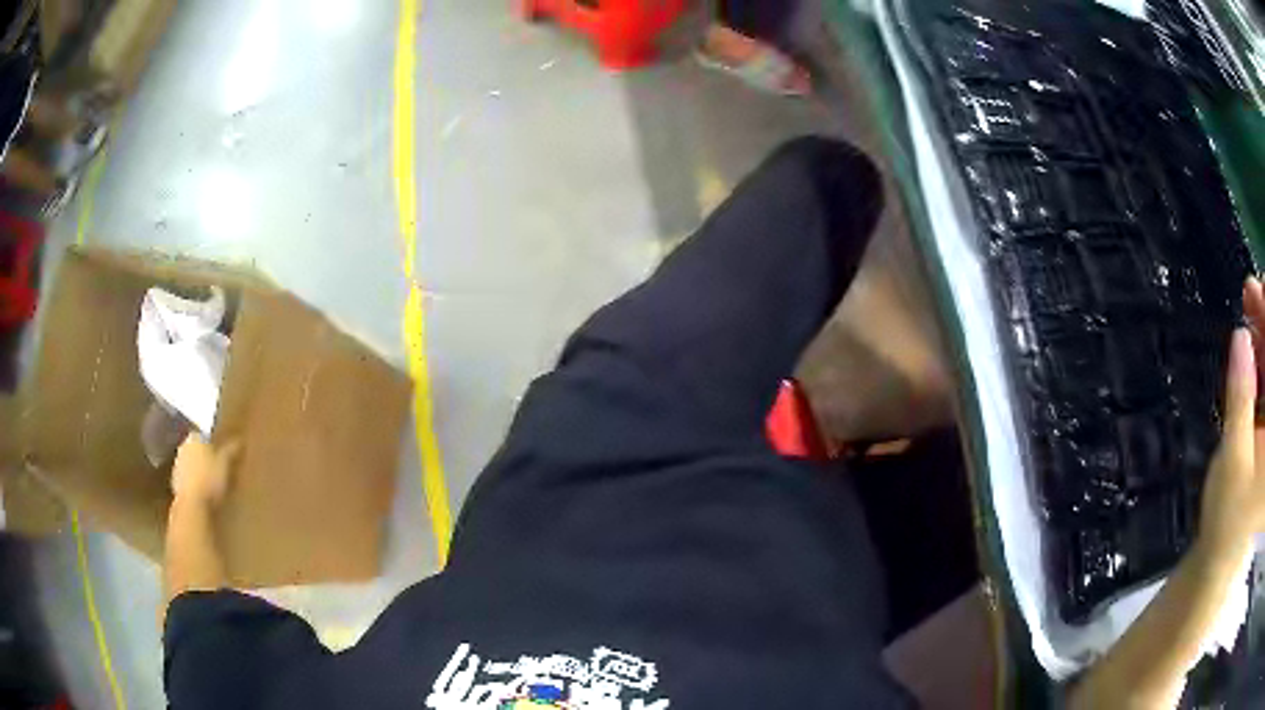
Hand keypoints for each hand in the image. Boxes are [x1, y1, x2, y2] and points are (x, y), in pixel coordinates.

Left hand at [171, 435, 241, 508]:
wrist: (193, 505)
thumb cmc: (210, 479)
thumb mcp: (227, 463)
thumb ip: (232, 450)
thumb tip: (240, 440)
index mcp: (195, 437)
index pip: (205, 436)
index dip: (215, 445)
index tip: (223, 455)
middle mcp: (183, 447)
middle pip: (197, 450)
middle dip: (206, 458)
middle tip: (219, 469)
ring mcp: (177, 466)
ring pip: (192, 465)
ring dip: (200, 472)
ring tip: (213, 484)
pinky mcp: (175, 484)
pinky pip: (188, 481)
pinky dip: (195, 485)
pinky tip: (205, 495)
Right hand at [1198, 279, 1264, 562]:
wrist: (1222, 556)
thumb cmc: (1228, 522)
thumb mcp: (1234, 464)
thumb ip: (1241, 401)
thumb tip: (1241, 339)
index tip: (1264, 288)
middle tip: (1254, 288)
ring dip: (1264, 332)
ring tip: (1250, 299)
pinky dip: (1261, 354)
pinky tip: (1251, 334)